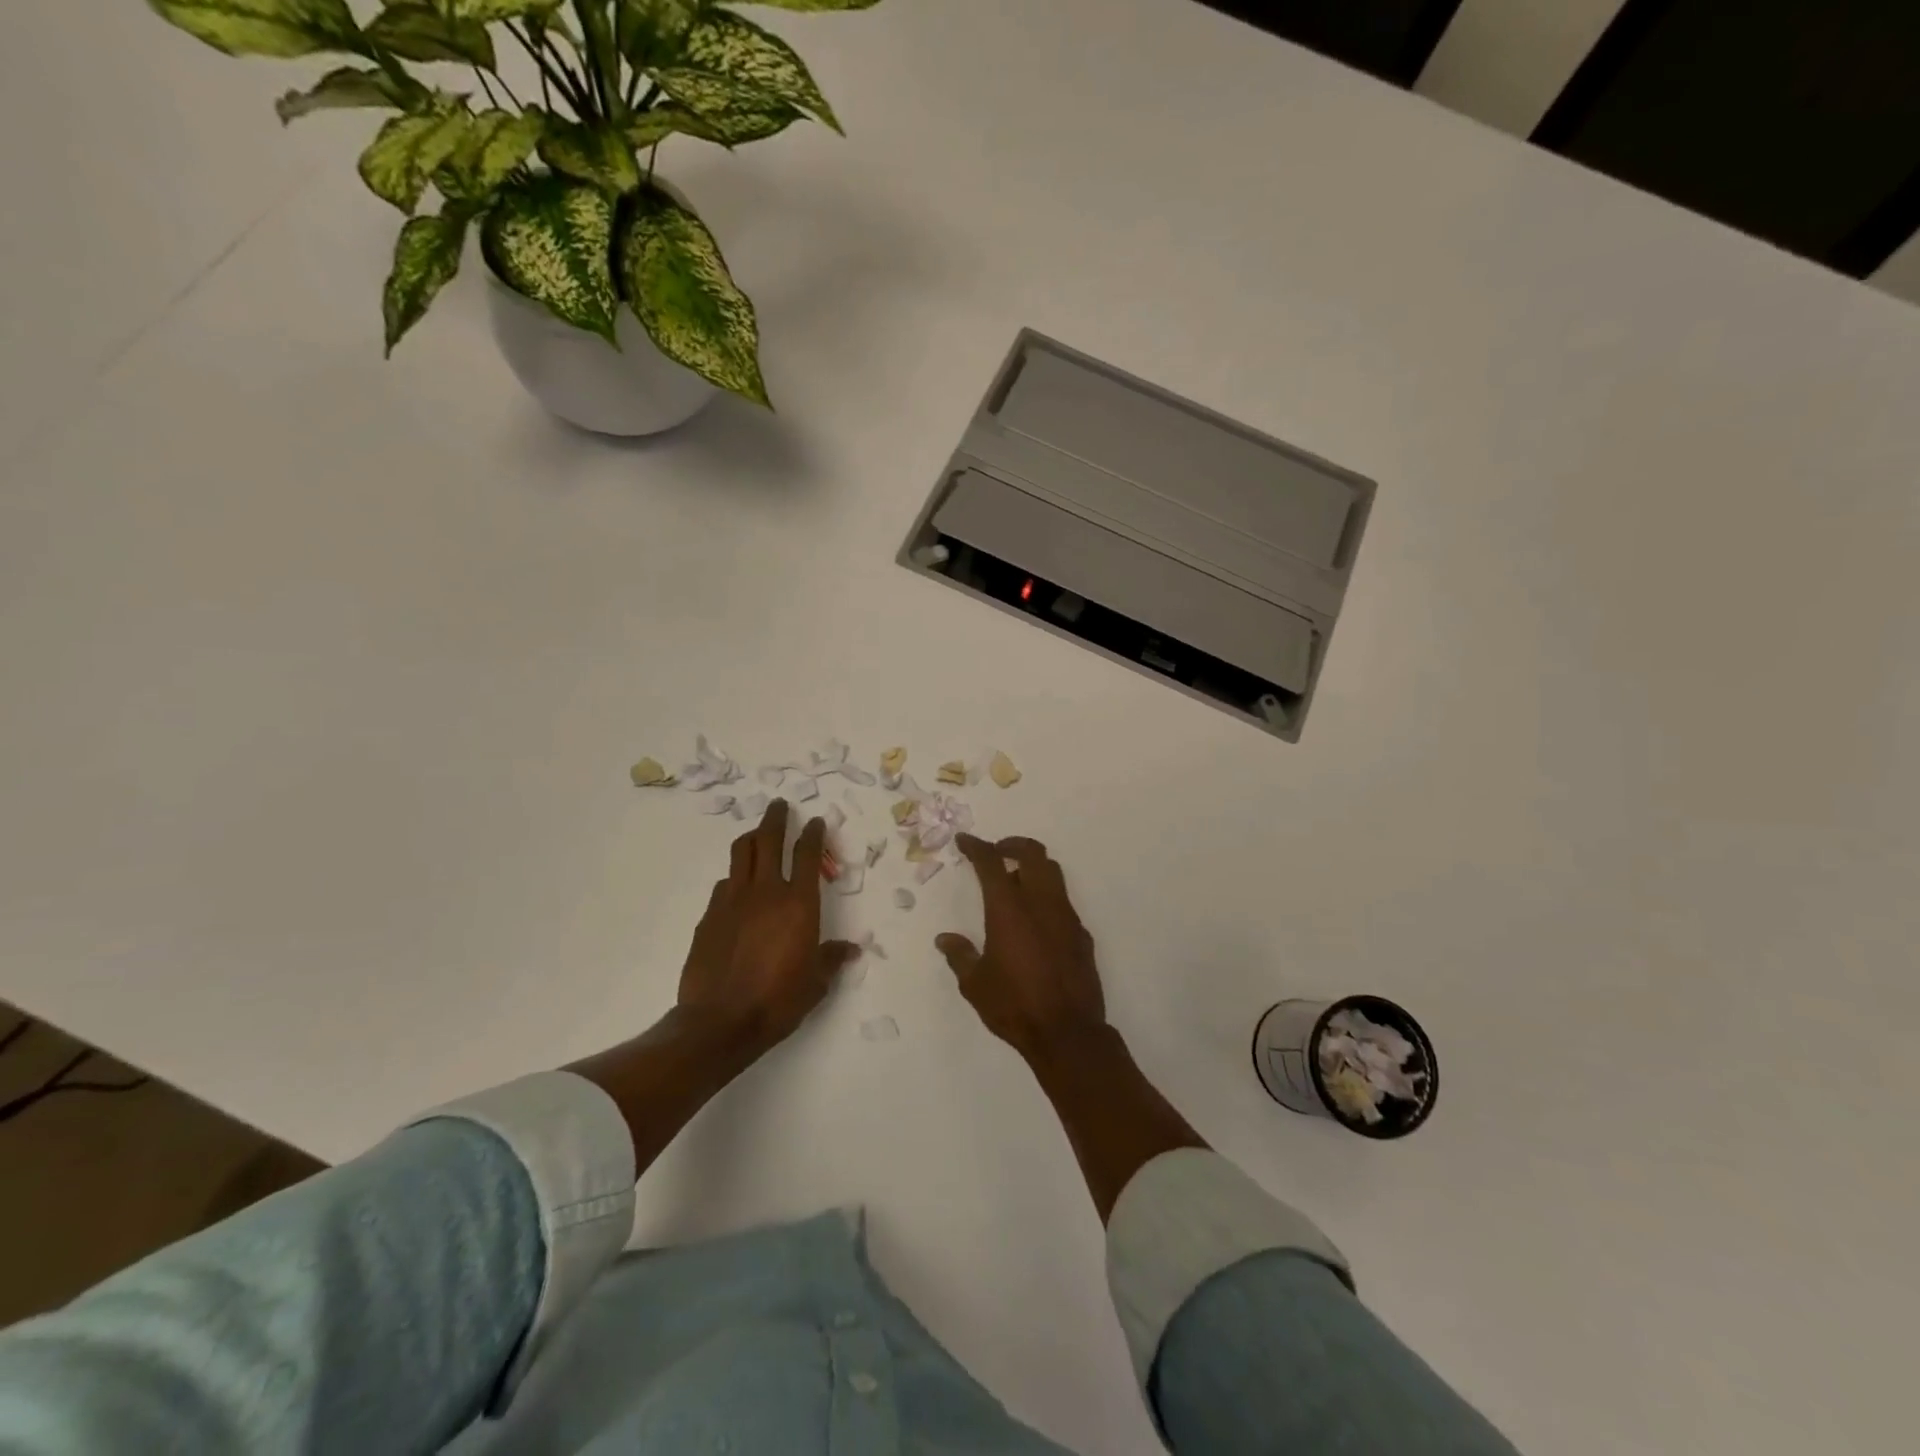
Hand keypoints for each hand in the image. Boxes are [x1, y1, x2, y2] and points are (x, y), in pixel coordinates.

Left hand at [678, 799, 857, 1058]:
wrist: (720, 1021)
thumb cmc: (778, 1000)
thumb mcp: (815, 983)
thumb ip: (831, 958)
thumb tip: (850, 949)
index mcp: (799, 904)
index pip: (808, 855)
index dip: (813, 833)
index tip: (815, 821)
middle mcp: (766, 892)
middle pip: (769, 840)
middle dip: (776, 818)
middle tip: (779, 805)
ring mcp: (733, 900)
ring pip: (740, 853)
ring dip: (751, 838)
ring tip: (756, 834)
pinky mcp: (709, 916)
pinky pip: (724, 884)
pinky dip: (734, 877)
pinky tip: (736, 887)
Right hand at [937, 834, 1106, 1063]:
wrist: (1068, 1032)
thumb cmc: (1014, 1005)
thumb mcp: (975, 984)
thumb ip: (960, 955)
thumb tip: (945, 939)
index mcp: (1009, 909)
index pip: (991, 863)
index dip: (976, 847)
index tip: (964, 841)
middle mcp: (1040, 903)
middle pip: (1032, 853)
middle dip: (1012, 845)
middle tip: (996, 852)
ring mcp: (1066, 916)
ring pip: (1053, 873)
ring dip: (1033, 866)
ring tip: (1015, 881)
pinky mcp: (1081, 934)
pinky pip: (1064, 902)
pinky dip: (1047, 897)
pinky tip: (1036, 920)